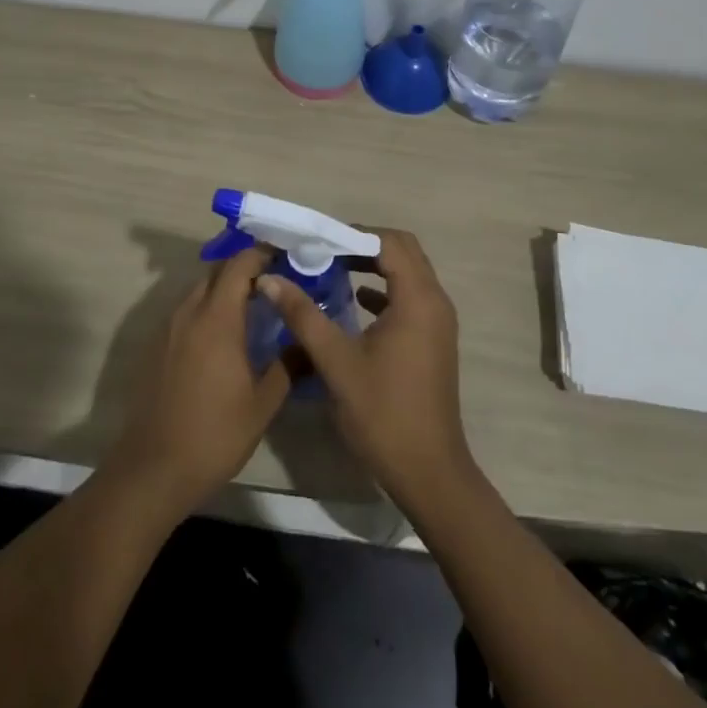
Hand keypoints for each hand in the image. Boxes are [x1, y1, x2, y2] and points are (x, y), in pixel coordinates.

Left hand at [102, 245, 290, 516]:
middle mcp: (189, 312)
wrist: (154, 468)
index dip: (261, 253)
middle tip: (274, 283)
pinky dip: (207, 309)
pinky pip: (186, 311)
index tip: (285, 256)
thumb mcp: (263, 403)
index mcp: (217, 318)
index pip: (239, 265)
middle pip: (217, 272)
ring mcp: (168, 328)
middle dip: (244, 269)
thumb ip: (288, 365)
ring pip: (199, 290)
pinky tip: (223, 336)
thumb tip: (309, 341)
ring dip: (224, 289)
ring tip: (253, 308)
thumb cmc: (215, 434)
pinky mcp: (157, 346)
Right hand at [257, 228, 474, 513]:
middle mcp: (434, 301)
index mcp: (417, 299)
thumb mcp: (336, 361)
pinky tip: (351, 302)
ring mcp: (437, 321)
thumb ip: (303, 315)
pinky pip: (408, 297)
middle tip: (323, 250)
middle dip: (362, 245)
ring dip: (373, 266)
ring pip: (407, 273)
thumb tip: (269, 279)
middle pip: (402, 251)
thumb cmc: (382, 413)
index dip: (352, 235)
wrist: (428, 472)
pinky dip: (383, 290)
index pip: (388, 243)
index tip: (316, 240)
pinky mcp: (432, 339)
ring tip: (331, 269)